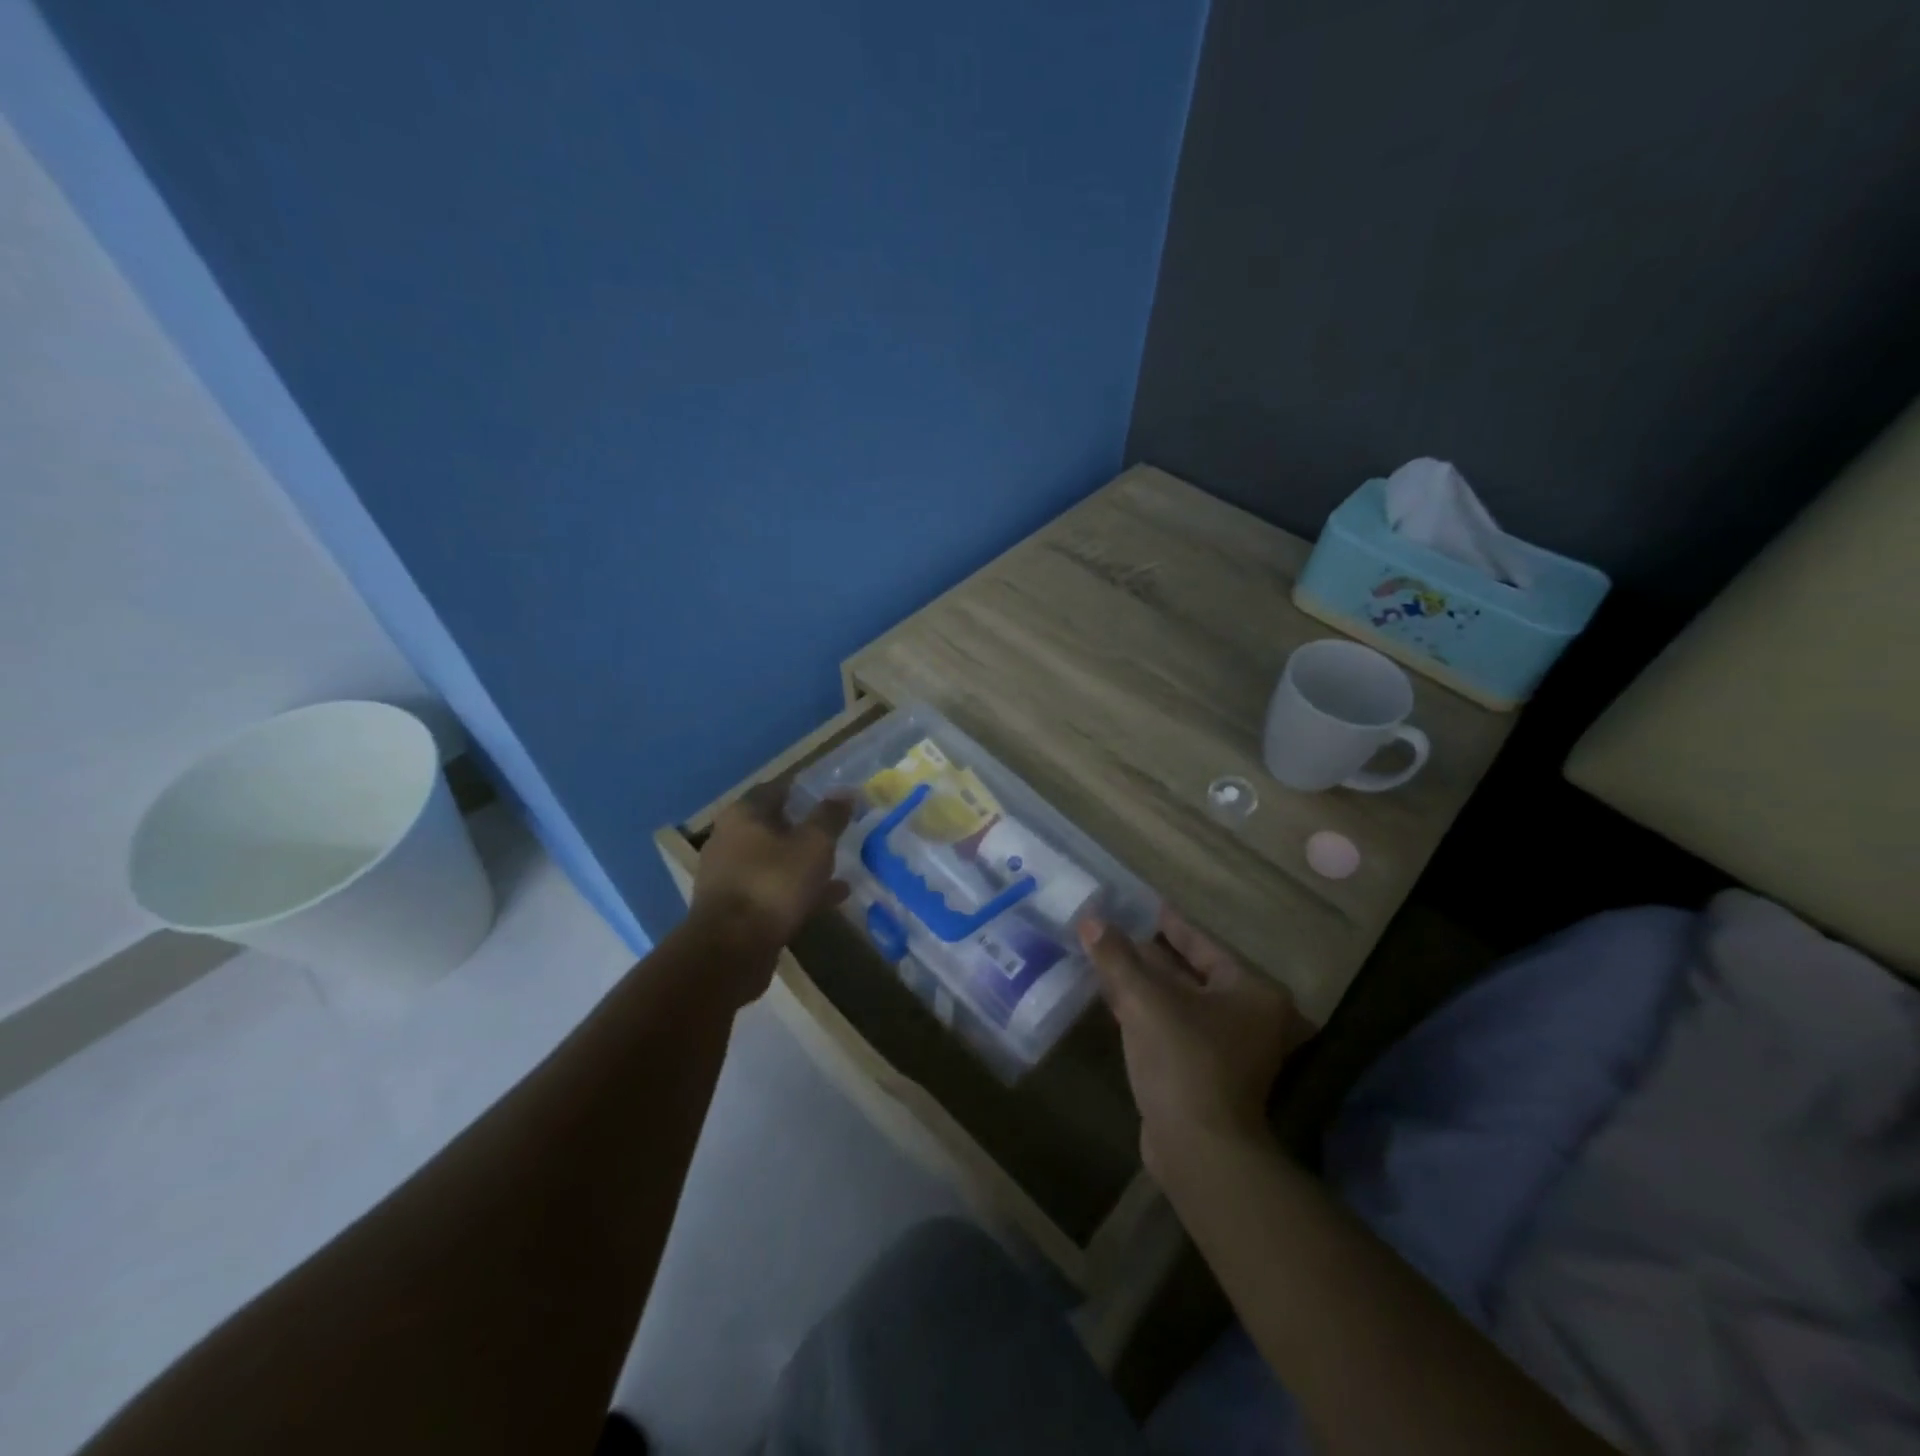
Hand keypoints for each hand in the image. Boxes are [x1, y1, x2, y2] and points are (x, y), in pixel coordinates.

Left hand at [691, 778, 851, 973]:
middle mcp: (730, 838)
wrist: (730, 950)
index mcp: (744, 814)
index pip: (777, 788)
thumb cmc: (773, 884)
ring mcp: (729, 875)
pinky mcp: (735, 907)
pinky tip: (831, 898)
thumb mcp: (813, 845)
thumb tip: (845, 792)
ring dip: (805, 862)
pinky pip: (773, 888)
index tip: (834, 797)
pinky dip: (799, 889)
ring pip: (775, 860)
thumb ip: (830, 816)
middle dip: (806, 828)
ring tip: (841, 867)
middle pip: (774, 825)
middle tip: (839, 832)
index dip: (806, 790)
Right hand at [1080, 906, 1310, 1175]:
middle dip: (1151, 955)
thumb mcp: (1145, 1000)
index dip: (1173, 924)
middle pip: (1191, 974)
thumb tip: (1091, 919)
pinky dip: (1144, 1012)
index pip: (1204, 946)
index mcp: (1250, 993)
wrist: (1198, 1150)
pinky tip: (1113, 1000)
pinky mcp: (1203, 1075)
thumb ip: (1117, 957)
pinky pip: (1171, 1028)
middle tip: (1117, 930)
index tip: (1148, 906)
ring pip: (1178, 1003)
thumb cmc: (1183, 1060)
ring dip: (1144, 984)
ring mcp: (1227, 1050)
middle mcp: (1247, 1018)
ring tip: (1107, 957)